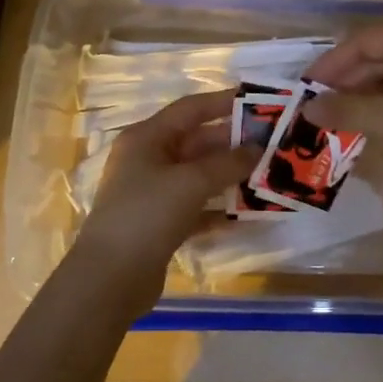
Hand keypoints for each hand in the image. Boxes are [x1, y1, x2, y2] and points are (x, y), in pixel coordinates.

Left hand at [73, 90, 256, 301]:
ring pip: (199, 176)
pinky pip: (197, 206)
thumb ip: (228, 163)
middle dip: (234, 143)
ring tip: (268, 175)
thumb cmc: (147, 214)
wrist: (109, 279)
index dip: (224, 102)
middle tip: (273, 144)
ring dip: (230, 176)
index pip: (190, 109)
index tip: (259, 103)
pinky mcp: (160, 224)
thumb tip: (258, 149)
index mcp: (147, 138)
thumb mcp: (191, 182)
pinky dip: (219, 208)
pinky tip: (248, 213)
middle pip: (197, 142)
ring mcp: (153, 193)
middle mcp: (148, 159)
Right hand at [304, 25, 382, 206]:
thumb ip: (346, 110)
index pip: (367, 40)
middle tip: (316, 105)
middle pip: (380, 56)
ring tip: (333, 117)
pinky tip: (364, 124)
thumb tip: (307, 108)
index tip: (306, 85)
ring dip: (363, 95)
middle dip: (346, 81)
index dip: (333, 62)